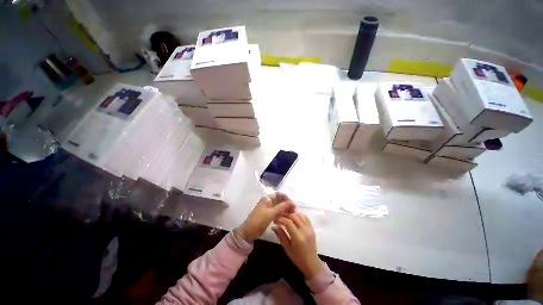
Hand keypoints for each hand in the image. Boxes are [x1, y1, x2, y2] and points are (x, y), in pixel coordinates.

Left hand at [237, 192, 294, 241]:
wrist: (248, 232)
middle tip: (295, 211)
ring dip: (286, 209)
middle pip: (280, 200)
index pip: (279, 194)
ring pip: (280, 206)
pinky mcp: (269, 214)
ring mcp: (269, 208)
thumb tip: (293, 202)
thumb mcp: (271, 214)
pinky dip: (282, 214)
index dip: (287, 198)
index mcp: (267, 198)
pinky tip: (287, 218)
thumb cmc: (258, 221)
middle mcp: (269, 201)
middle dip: (287, 204)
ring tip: (292, 215)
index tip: (294, 204)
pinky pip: (278, 212)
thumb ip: (282, 207)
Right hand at [273, 212, 323, 279]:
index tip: (276, 220)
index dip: (281, 219)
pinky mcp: (312, 228)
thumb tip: (274, 226)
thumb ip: (281, 236)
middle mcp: (304, 230)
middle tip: (280, 216)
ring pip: (300, 215)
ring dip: (292, 214)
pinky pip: (305, 217)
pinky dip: (299, 215)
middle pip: (294, 216)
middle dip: (286, 215)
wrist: (311, 262)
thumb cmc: (297, 258)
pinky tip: (295, 217)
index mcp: (297, 237)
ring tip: (286, 216)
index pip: (288, 222)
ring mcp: (309, 228)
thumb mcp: (287, 248)